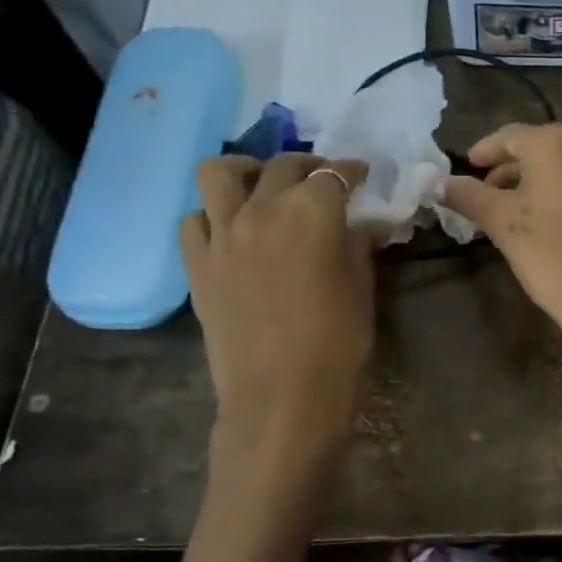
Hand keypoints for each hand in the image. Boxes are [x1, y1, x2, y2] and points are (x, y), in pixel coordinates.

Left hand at [179, 154, 374, 460]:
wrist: (281, 395)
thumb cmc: (337, 341)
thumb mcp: (361, 287)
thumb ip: (359, 245)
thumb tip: (367, 225)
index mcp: (311, 211)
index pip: (336, 174)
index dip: (353, 171)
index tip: (362, 175)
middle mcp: (262, 208)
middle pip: (283, 166)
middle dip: (308, 166)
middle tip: (322, 181)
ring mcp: (222, 234)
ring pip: (220, 173)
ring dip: (245, 171)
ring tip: (261, 186)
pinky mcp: (197, 263)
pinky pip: (193, 220)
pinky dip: (212, 215)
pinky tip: (231, 231)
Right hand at [439, 123, 561, 385]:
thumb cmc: (555, 261)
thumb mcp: (504, 227)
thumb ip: (469, 197)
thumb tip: (439, 182)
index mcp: (557, 143)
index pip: (510, 136)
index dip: (485, 152)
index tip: (471, 167)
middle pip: (547, 149)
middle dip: (518, 169)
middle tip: (496, 194)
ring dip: (553, 184)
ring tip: (535, 213)